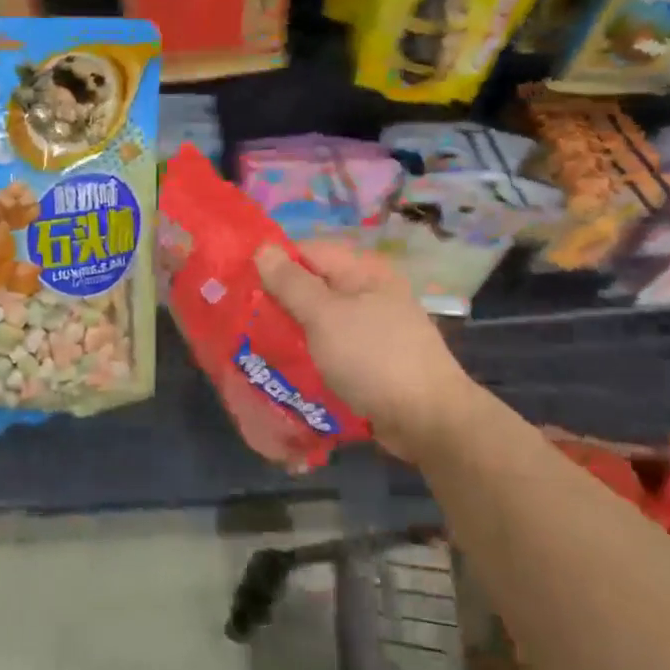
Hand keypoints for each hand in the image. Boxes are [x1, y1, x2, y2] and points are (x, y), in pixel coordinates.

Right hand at [255, 239, 480, 464]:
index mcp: (363, 272)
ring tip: (259, 346)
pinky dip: (311, 354)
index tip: (241, 285)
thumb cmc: (373, 358)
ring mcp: (374, 328)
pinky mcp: (372, 360)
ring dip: (293, 331)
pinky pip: (332, 347)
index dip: (274, 263)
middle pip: (313, 286)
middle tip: (244, 319)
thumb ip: (291, 283)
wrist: (428, 421)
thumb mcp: (324, 316)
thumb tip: (263, 248)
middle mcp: (370, 293)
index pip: (308, 251)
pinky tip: (289, 368)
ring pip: (320, 320)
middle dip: (279, 301)